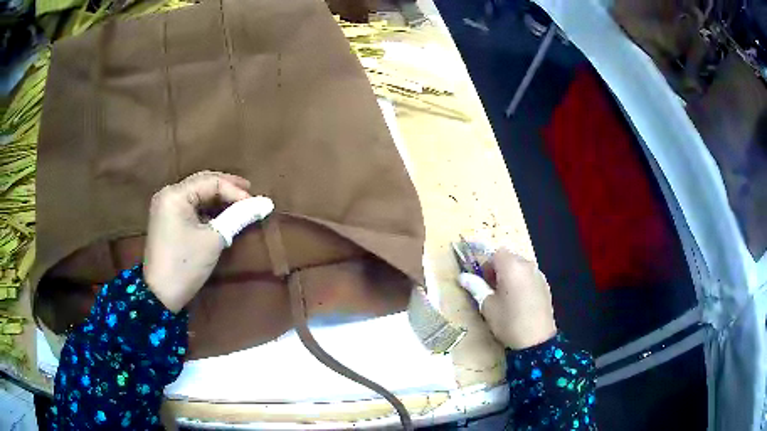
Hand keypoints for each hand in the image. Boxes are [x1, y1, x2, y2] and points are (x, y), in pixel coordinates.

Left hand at [144, 171, 251, 312]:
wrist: (161, 295)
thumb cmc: (186, 264)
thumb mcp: (214, 239)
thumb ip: (238, 217)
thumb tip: (266, 203)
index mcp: (175, 194)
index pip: (211, 182)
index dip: (236, 191)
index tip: (255, 204)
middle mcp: (168, 194)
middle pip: (202, 183)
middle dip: (227, 189)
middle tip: (250, 196)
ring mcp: (165, 207)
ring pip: (197, 195)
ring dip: (218, 200)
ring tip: (239, 206)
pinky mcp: (166, 220)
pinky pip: (190, 207)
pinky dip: (207, 210)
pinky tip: (221, 216)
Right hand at [459, 248, 556, 349]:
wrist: (536, 340)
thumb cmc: (508, 321)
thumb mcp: (487, 306)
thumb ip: (476, 287)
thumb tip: (462, 277)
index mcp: (512, 267)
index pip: (496, 253)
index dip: (486, 265)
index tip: (482, 281)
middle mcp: (527, 265)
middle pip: (509, 258)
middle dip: (498, 269)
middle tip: (491, 289)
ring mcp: (538, 275)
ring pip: (520, 267)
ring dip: (510, 275)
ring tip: (505, 296)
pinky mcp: (545, 285)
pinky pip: (529, 276)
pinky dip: (521, 282)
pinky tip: (518, 301)